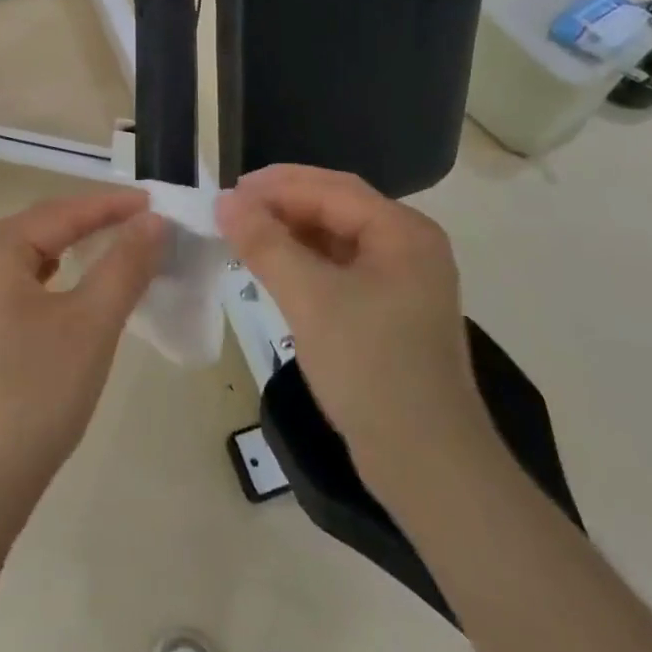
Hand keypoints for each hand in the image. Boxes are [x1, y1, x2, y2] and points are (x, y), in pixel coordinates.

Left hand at [0, 190, 165, 502]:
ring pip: (32, 257)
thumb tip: (155, 221)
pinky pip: (23, 285)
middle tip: (142, 223)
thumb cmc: (35, 393)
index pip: (61, 212)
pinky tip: (76, 290)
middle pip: (42, 228)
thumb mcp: (91, 323)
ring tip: (116, 248)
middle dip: (92, 222)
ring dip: (74, 249)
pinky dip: (57, 278)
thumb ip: (124, 265)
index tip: (156, 204)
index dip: (111, 205)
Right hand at [216, 165, 485, 477]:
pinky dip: (305, 263)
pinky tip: (275, 270)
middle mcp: (409, 247)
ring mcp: (402, 282)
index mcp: (403, 232)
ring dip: (290, 234)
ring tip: (245, 237)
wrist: (427, 465)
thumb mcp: (310, 298)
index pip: (332, 188)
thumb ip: (265, 243)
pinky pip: (340, 270)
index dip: (277, 186)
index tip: (228, 193)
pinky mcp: (390, 313)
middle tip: (232, 212)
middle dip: (282, 206)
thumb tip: (225, 201)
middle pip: (336, 208)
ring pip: (336, 239)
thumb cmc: (371, 368)